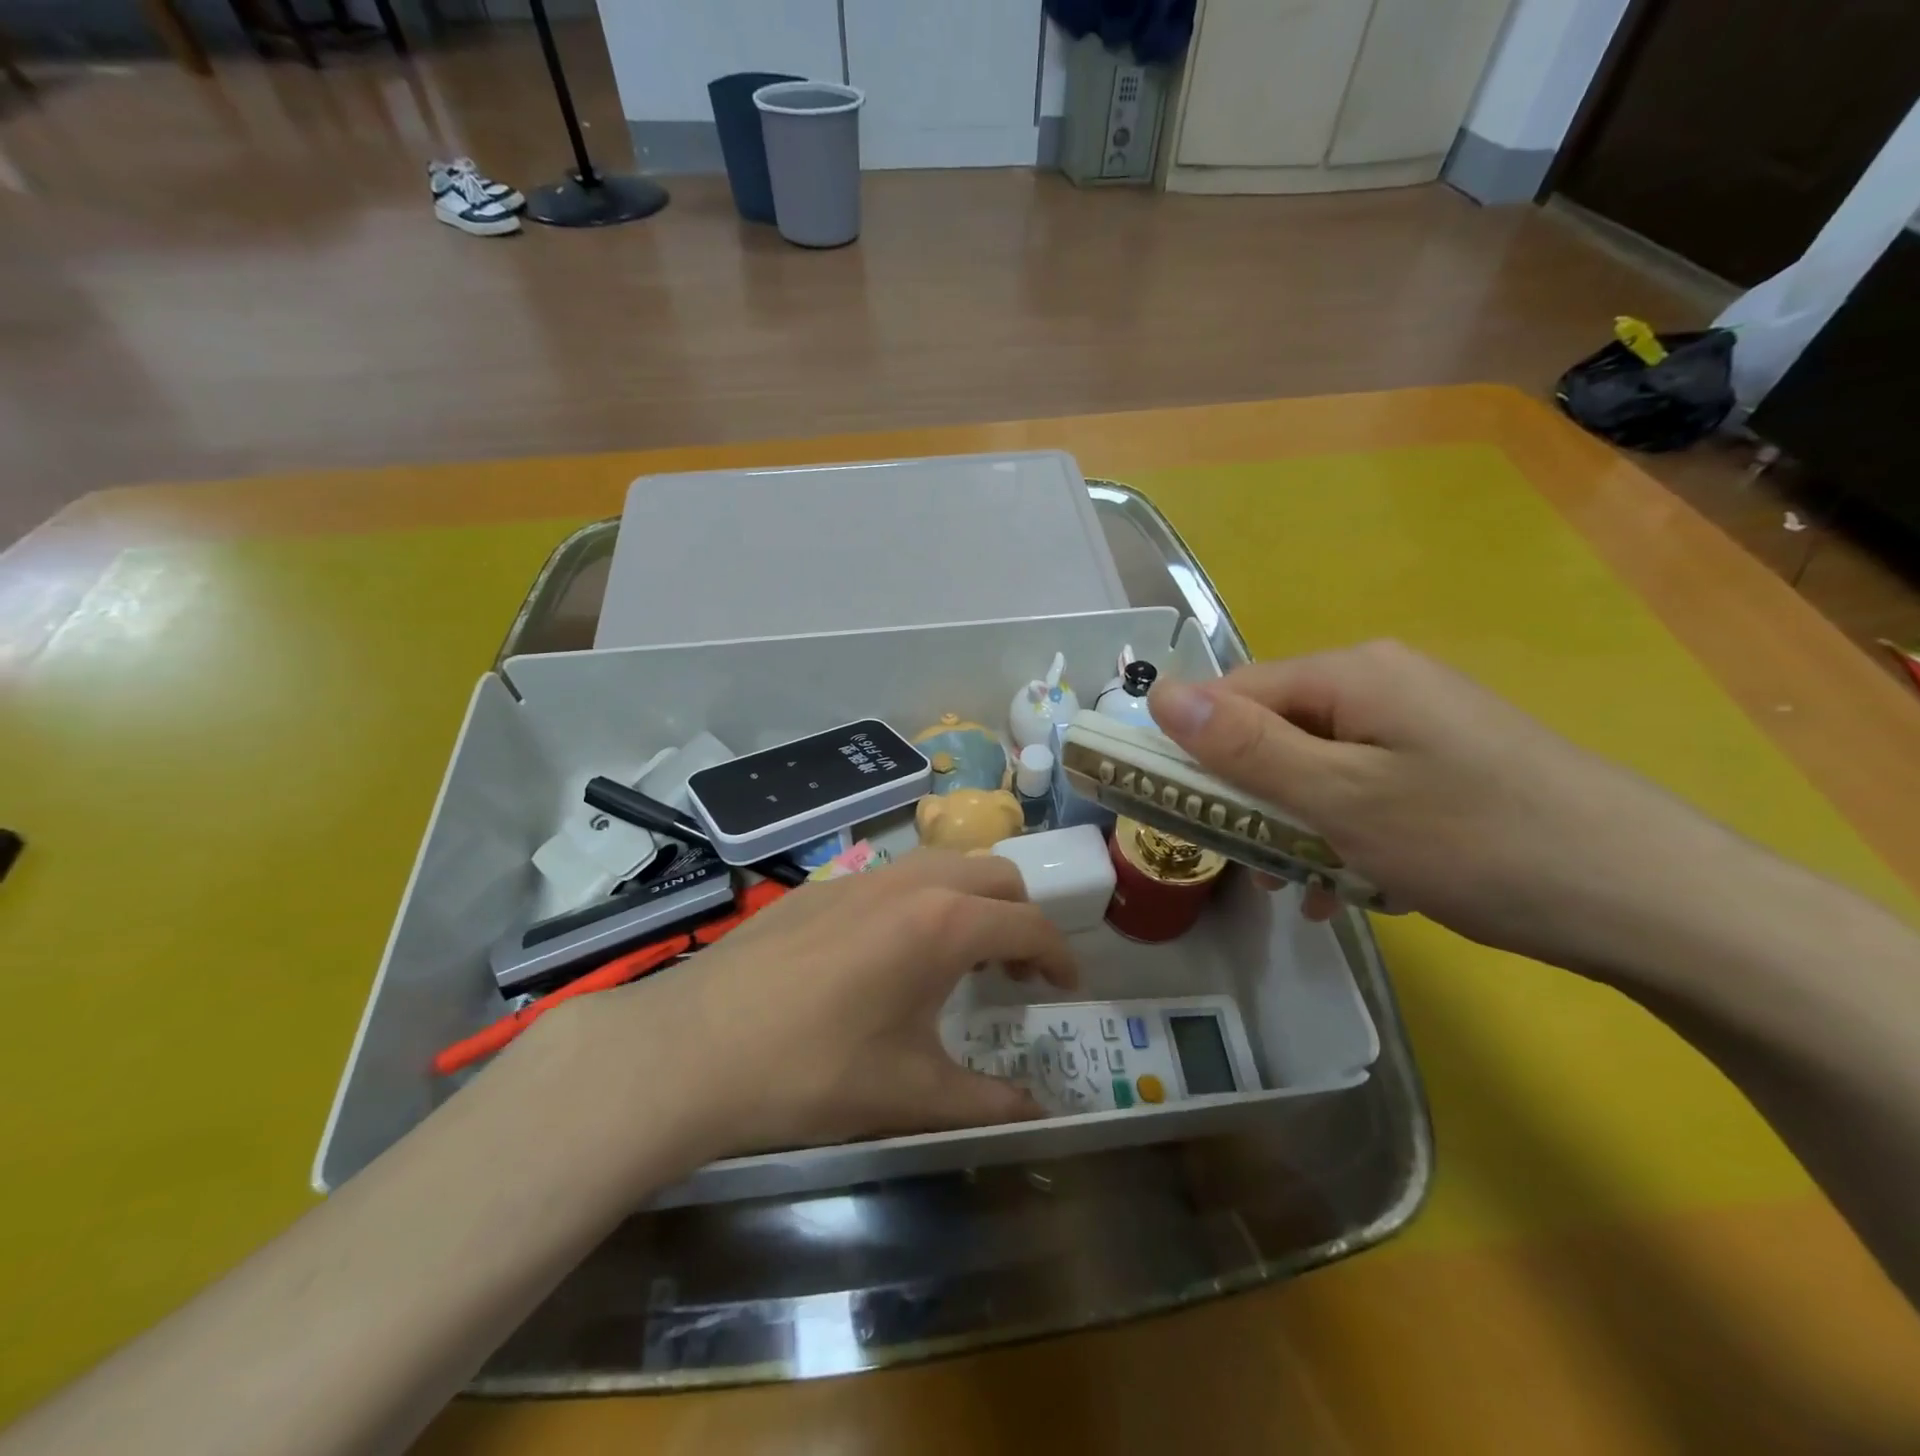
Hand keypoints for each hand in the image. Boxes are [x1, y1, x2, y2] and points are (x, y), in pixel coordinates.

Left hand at [513, 850, 1077, 1201]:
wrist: (694, 1045)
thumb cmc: (813, 1070)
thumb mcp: (909, 1094)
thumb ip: (987, 1103)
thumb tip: (1039, 1116)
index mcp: (943, 924)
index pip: (1028, 924)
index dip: (1058, 956)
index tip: (1065, 988)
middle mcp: (910, 883)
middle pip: (995, 876)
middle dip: (1020, 917)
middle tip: (1013, 971)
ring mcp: (861, 877)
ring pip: (944, 865)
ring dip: (971, 901)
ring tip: (959, 957)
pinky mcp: (823, 886)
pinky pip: (896, 876)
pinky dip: (923, 899)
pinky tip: (891, 953)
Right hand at [1147, 640, 1738, 973]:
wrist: (1651, 899)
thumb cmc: (1473, 840)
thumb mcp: (1338, 797)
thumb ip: (1244, 746)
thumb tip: (1160, 694)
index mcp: (1351, 674)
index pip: (1235, 691)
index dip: (1195, 746)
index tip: (1176, 808)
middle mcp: (1382, 683)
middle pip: (1276, 729)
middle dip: (1250, 795)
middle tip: (1247, 862)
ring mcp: (1420, 724)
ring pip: (1317, 766)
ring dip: (1294, 824)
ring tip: (1299, 887)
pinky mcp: (1448, 765)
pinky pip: (1364, 788)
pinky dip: (1344, 833)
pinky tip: (1355, 886)